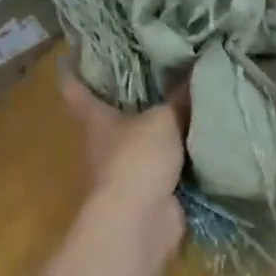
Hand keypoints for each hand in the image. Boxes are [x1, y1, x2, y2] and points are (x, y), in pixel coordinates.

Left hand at [58, 65, 185, 271]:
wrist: (139, 222)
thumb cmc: (136, 159)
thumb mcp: (163, 120)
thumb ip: (179, 97)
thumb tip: (198, 66)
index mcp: (95, 117)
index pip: (75, 88)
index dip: (74, 71)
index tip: (75, 53)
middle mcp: (103, 141)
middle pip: (110, 112)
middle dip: (128, 94)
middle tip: (154, 67)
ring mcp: (124, 169)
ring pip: (140, 139)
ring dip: (158, 126)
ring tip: (186, 97)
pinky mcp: (148, 190)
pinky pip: (166, 164)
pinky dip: (180, 154)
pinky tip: (202, 136)